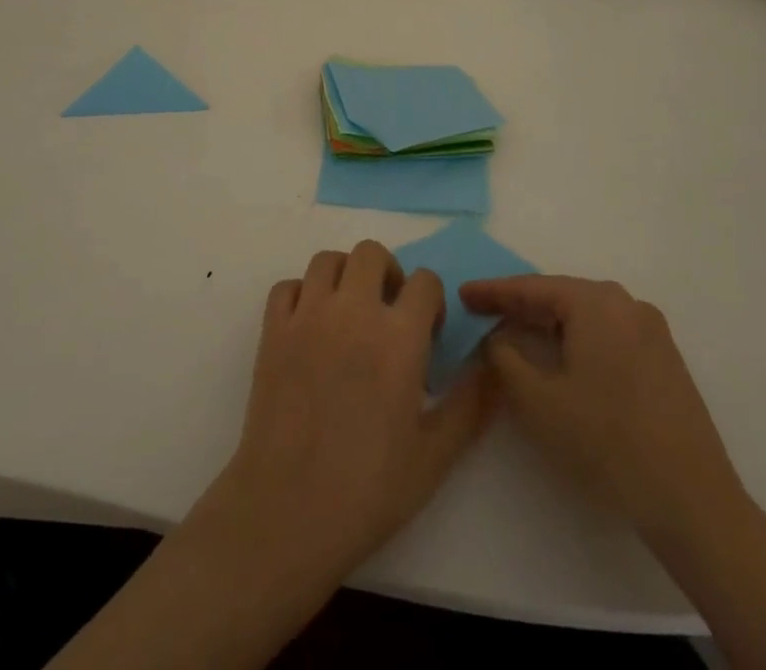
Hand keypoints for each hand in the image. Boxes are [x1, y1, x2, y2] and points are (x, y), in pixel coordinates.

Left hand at [188, 241, 495, 592]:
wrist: (288, 512)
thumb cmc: (368, 489)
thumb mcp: (435, 456)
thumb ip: (469, 403)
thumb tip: (492, 363)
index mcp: (398, 337)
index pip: (425, 281)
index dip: (432, 301)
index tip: (427, 333)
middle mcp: (353, 311)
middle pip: (371, 253)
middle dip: (387, 273)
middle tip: (388, 312)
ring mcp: (307, 316)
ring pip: (327, 260)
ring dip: (344, 275)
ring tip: (349, 312)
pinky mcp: (273, 330)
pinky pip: (287, 286)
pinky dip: (301, 294)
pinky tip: (310, 326)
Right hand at [457, 274, 746, 556]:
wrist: (693, 502)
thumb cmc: (607, 442)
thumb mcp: (539, 401)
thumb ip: (506, 358)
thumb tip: (497, 337)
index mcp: (596, 303)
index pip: (532, 287)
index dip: (493, 291)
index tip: (462, 293)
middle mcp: (626, 304)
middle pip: (561, 296)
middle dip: (520, 306)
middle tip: (483, 312)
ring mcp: (651, 331)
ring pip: (585, 316)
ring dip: (549, 323)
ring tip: (515, 333)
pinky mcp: (664, 359)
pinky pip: (608, 334)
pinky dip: (577, 339)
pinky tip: (561, 358)